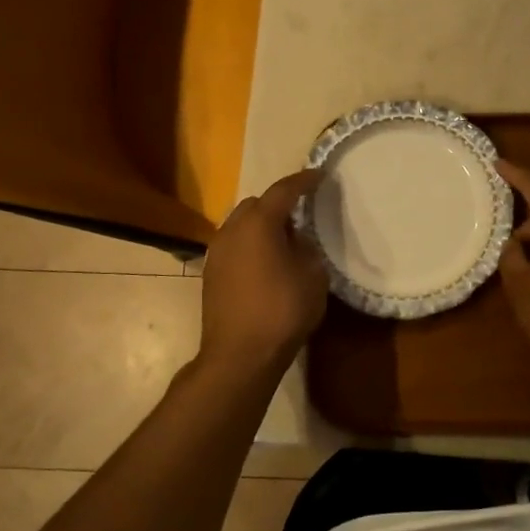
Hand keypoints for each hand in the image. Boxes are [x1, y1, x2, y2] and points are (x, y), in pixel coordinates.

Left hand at [199, 170, 328, 374]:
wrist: (239, 355)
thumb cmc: (282, 312)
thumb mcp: (313, 277)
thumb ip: (307, 249)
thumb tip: (296, 241)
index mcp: (259, 223)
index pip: (283, 190)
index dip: (303, 180)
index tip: (319, 175)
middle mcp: (232, 229)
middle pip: (256, 204)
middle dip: (277, 204)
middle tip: (300, 215)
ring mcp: (216, 252)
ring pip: (240, 225)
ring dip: (261, 225)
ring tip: (283, 241)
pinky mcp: (210, 274)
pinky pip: (233, 245)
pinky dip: (249, 244)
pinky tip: (265, 263)